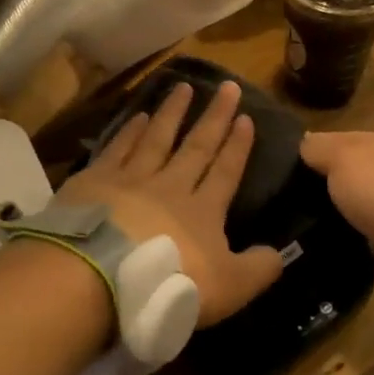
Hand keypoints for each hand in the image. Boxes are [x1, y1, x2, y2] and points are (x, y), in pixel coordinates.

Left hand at [55, 80, 282, 326]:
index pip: (226, 171)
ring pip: (157, 138)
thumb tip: (278, 254)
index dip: (238, 146)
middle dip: (214, 117)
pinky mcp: (95, 182)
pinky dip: (130, 131)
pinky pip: (118, 148)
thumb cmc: (169, 284)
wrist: (100, 277)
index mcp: (203, 211)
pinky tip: (138, 116)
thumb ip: (258, 269)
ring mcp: (131, 180)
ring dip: (172, 112)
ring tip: (183, 86)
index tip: (246, 118)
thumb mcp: (229, 288)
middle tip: (228, 86)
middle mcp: (171, 186)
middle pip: (197, 146)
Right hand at [299, 130, 373, 257]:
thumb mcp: (338, 156)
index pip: (331, 139)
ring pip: (349, 192)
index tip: (287, 171)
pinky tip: (329, 227)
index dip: (309, 152)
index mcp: (371, 140)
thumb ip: (317, 147)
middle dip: (321, 179)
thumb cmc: (371, 186)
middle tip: (292, 195)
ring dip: (333, 201)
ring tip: (305, 215)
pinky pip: (359, 215)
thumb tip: (303, 141)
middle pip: (342, 167)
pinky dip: (346, 219)